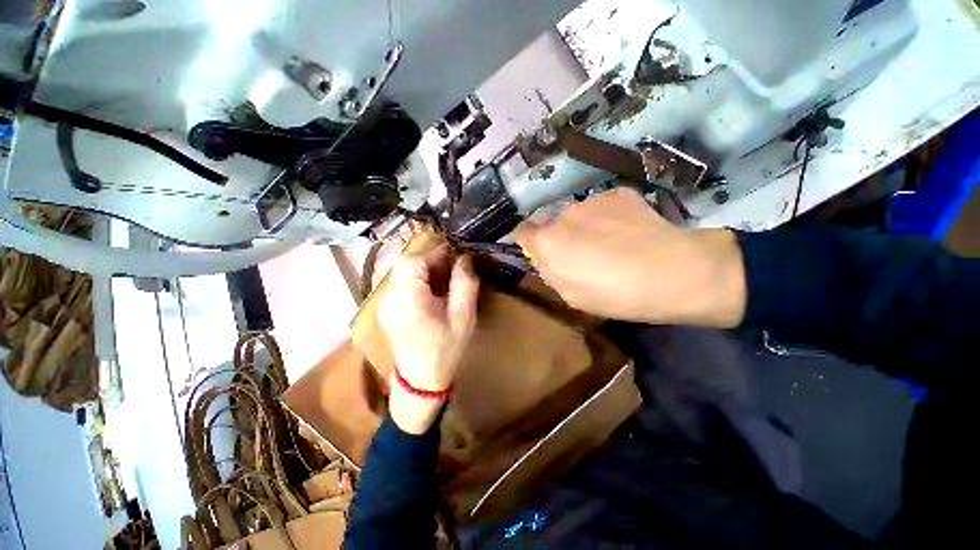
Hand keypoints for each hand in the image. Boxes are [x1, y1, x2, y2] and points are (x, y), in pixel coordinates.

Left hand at [379, 245, 478, 433]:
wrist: (421, 381)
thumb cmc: (446, 349)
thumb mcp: (463, 317)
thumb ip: (464, 284)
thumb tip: (464, 259)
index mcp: (408, 299)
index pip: (414, 262)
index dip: (434, 253)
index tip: (455, 253)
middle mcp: (390, 298)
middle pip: (406, 265)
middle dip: (430, 260)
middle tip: (452, 265)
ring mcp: (385, 303)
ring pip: (403, 273)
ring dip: (425, 269)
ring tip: (446, 277)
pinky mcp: (388, 309)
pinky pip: (402, 284)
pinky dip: (418, 280)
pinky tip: (434, 290)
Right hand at [516, 188, 746, 327]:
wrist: (673, 272)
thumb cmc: (616, 294)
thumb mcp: (571, 296)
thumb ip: (550, 272)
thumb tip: (544, 257)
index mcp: (549, 241)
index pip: (523, 231)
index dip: (530, 242)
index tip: (542, 252)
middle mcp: (565, 214)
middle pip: (554, 223)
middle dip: (562, 237)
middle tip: (586, 255)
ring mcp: (592, 200)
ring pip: (579, 214)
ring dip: (586, 226)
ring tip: (614, 244)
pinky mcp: (619, 193)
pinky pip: (604, 206)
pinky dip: (610, 217)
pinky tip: (631, 232)